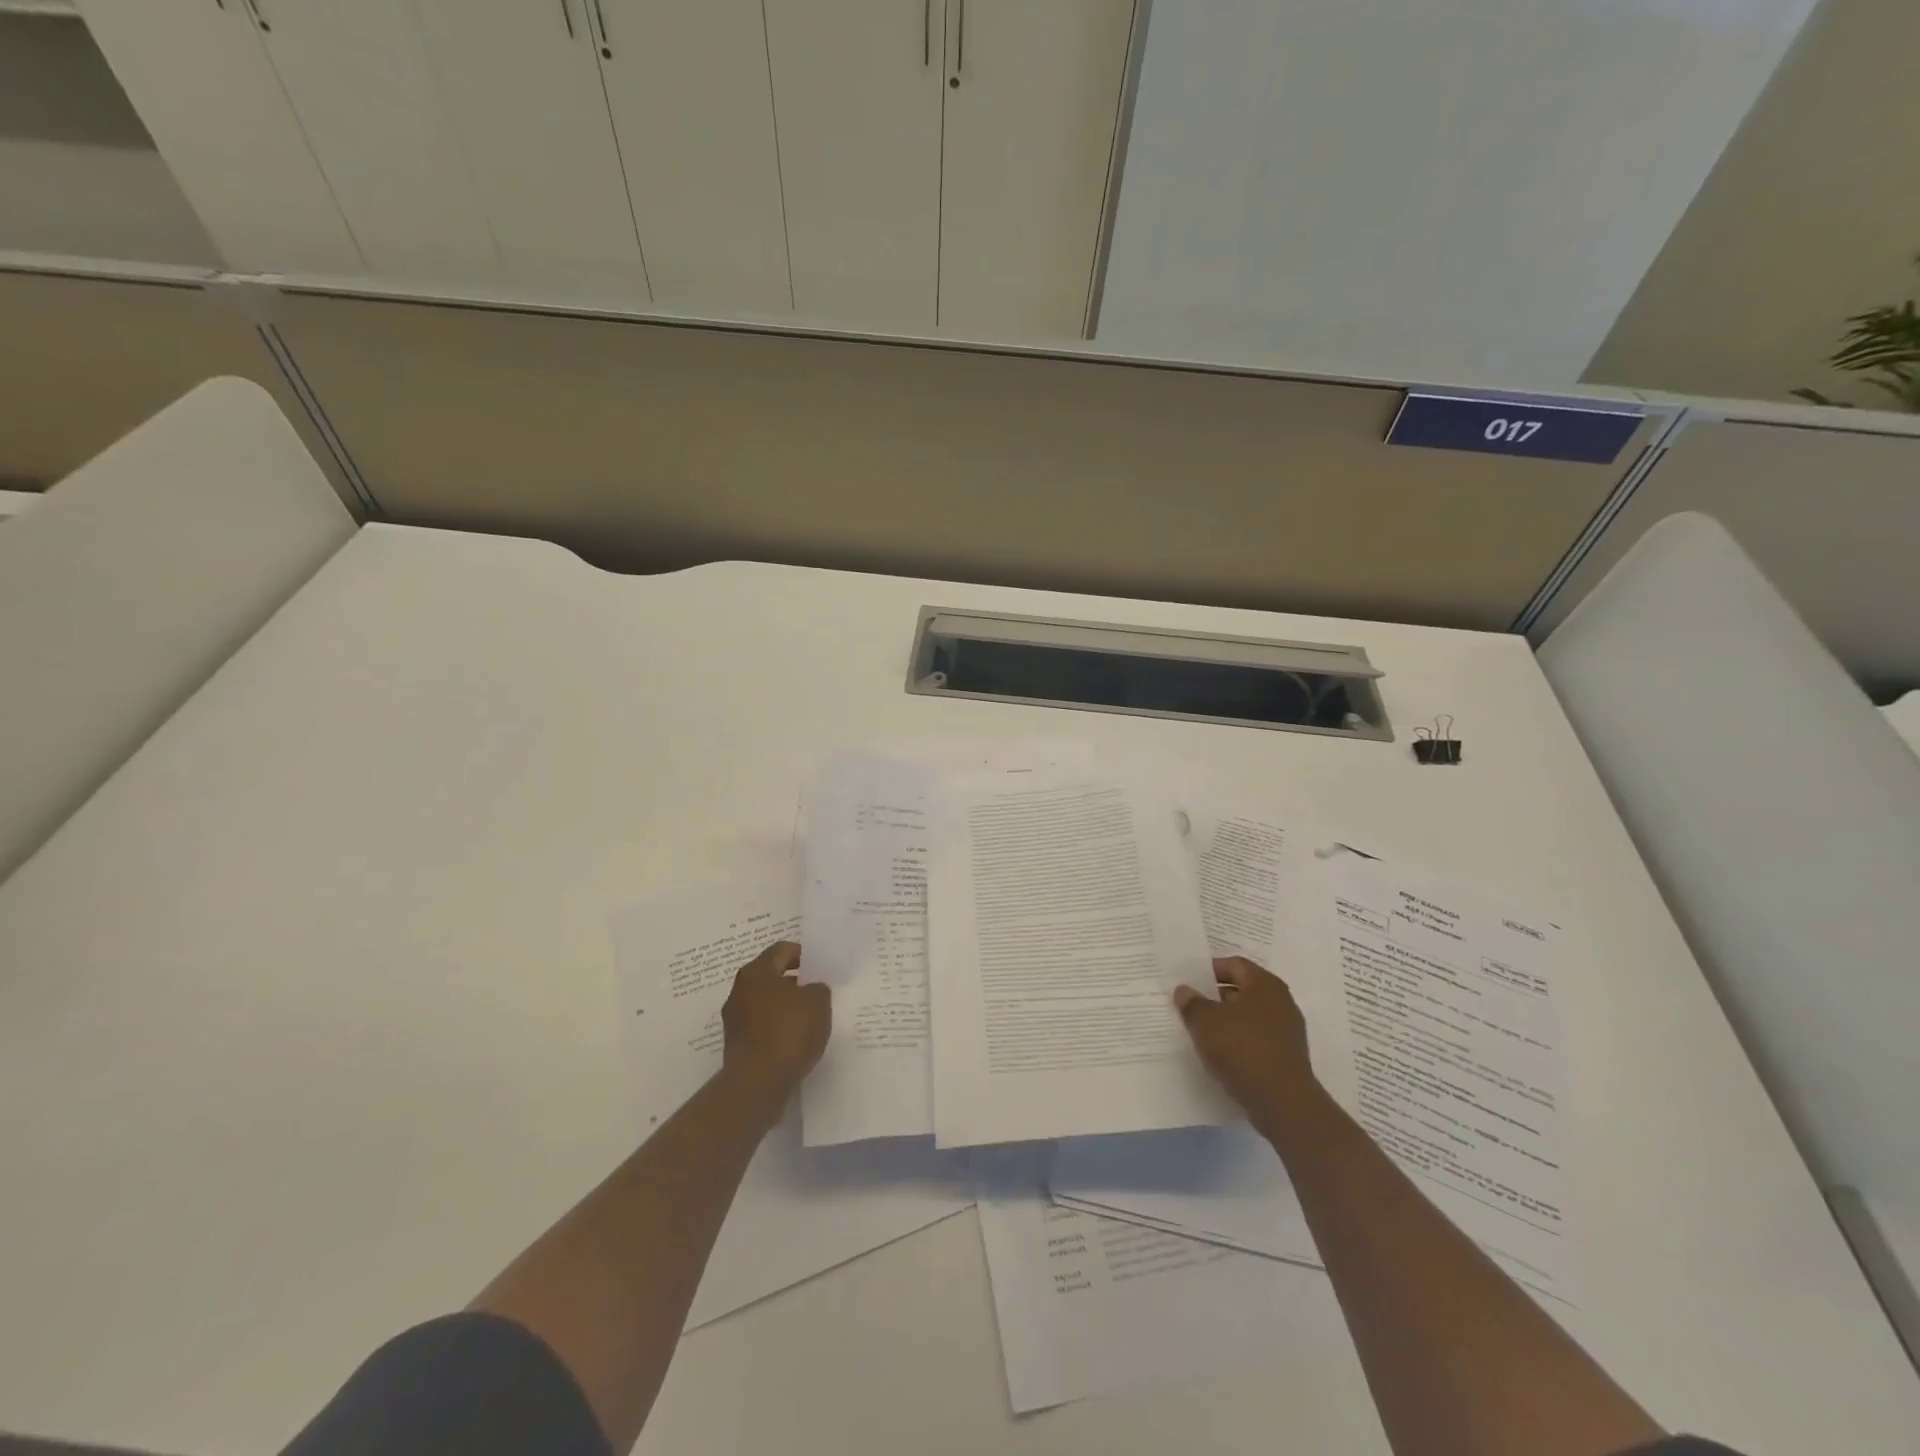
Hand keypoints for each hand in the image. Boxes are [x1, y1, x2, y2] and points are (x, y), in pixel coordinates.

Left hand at [721, 941, 829, 1105]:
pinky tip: (795, 1040)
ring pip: (765, 1003)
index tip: (820, 967)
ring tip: (809, 1018)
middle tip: (816, 992)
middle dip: (794, 982)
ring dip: (785, 1007)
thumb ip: (818, 988)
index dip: (803, 955)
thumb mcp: (818, 1002)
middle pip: (771, 976)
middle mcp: (739, 991)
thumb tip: (810, 990)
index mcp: (756, 972)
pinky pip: (761, 1026)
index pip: (782, 950)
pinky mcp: (736, 1045)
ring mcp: (734, 1020)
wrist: (758, 1084)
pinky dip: (777, 1028)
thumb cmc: (789, 1031)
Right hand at [1174, 957, 1321, 1137]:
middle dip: (1216, 996)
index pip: (1235, 964)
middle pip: (1243, 990)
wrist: (1282, 1102)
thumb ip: (1191, 1003)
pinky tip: (1220, 1055)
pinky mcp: (1287, 1057)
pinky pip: (1257, 1039)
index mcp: (1265, 984)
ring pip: (1250, 1017)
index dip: (1210, 970)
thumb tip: (1184, 990)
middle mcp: (1281, 1002)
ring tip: (1201, 1032)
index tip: (1189, 982)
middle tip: (1190, 1005)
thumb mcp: (1205, 1021)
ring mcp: (1288, 1031)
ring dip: (1227, 1021)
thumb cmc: (1242, 1049)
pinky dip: (1239, 1042)